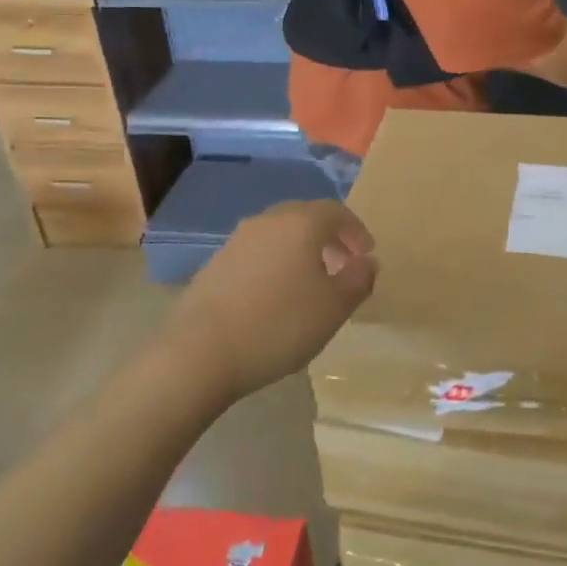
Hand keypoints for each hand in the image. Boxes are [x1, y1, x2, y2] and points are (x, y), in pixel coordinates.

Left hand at [172, 201, 376, 400]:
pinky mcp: (214, 265)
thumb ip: (359, 279)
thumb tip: (367, 261)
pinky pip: (256, 254)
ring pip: (279, 235)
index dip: (357, 230)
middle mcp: (267, 222)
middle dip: (329, 238)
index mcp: (301, 223)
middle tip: (342, 265)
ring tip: (309, 285)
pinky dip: (274, 265)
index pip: (337, 212)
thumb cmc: (279, 324)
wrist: (199, 353)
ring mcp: (236, 241)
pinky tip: (274, 298)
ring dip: (300, 252)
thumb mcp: (334, 307)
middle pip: (305, 218)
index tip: (366, 254)